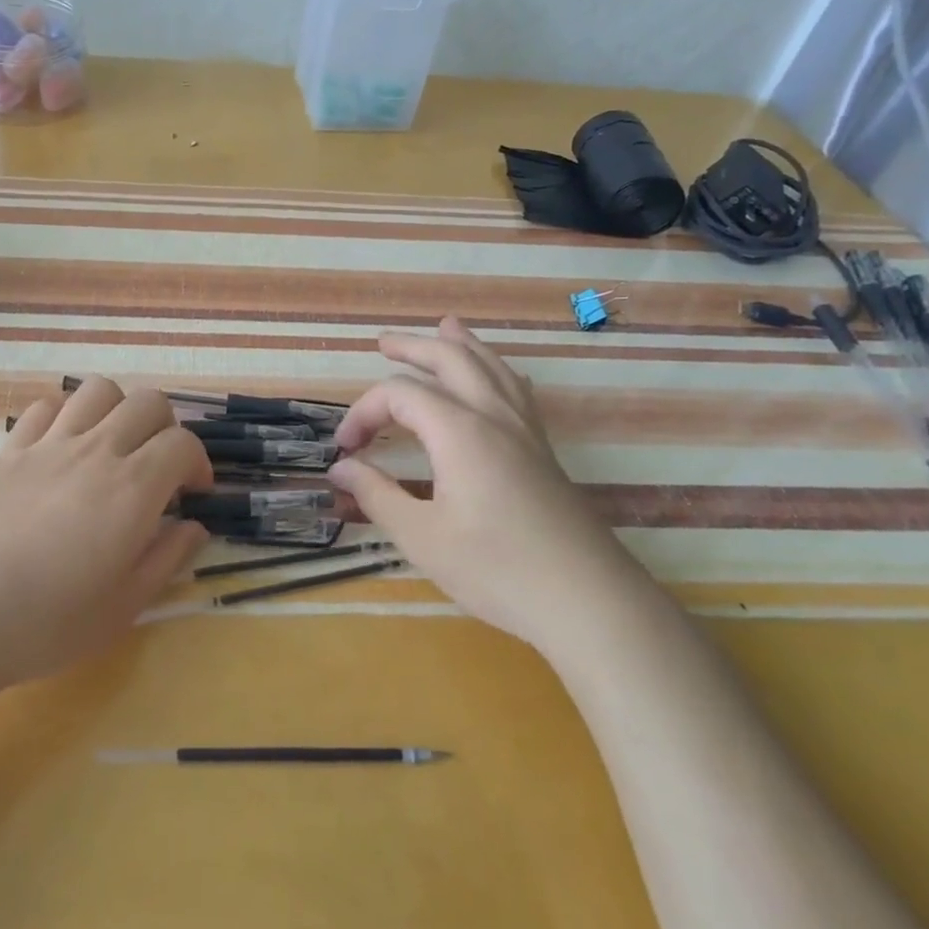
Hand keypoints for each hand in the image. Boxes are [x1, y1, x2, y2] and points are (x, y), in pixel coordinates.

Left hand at [0, 379, 212, 695]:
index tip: (193, 494)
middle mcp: (96, 451)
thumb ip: (166, 560)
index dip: (198, 463)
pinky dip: (66, 415)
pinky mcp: (9, 450)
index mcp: (132, 488)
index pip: (183, 444)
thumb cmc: (45, 623)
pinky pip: (46, 407)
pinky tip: (62, 448)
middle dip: (166, 428)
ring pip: (98, 391)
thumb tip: (194, 527)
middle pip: (148, 403)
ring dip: (118, 409)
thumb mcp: (122, 608)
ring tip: (112, 447)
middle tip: (158, 468)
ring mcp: (48, 444)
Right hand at [327, 317, 646, 653]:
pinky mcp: (543, 451)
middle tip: (384, 342)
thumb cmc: (497, 569)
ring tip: (445, 327)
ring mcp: (525, 431)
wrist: (588, 601)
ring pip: (492, 367)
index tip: (345, 449)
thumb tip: (341, 468)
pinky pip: (517, 390)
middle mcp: (493, 416)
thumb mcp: (422, 538)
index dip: (363, 412)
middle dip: (414, 347)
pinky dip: (497, 370)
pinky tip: (498, 375)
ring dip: (461, 345)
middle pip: (451, 359)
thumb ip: (377, 496)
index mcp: (459, 431)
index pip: (399, 395)